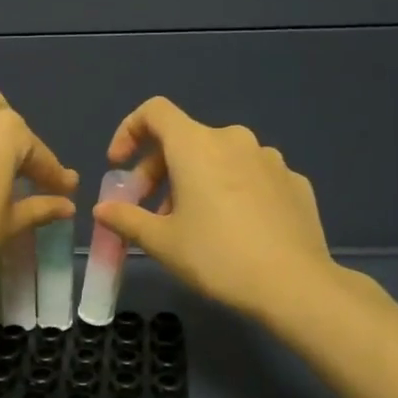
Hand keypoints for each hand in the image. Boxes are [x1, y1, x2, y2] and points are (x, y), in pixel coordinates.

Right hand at [94, 96, 332, 322]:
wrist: (294, 285)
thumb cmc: (217, 257)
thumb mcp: (161, 242)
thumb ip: (126, 218)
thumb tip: (102, 209)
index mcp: (196, 145)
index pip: (154, 112)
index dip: (129, 131)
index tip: (119, 165)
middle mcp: (234, 140)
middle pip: (184, 140)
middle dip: (158, 171)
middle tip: (149, 212)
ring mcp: (270, 159)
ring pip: (219, 159)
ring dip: (195, 182)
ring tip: (191, 225)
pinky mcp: (294, 182)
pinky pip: (250, 177)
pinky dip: (231, 192)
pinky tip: (234, 230)